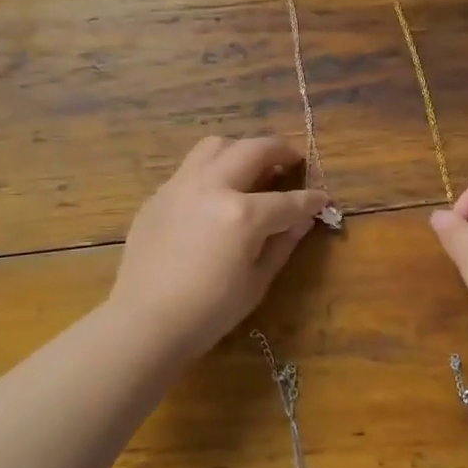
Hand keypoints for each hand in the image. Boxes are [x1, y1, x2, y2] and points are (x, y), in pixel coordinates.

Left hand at [107, 136, 329, 359]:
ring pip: (214, 146)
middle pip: (253, 150)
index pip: (288, 200)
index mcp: (242, 214)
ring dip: (240, 149)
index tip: (322, 198)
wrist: (145, 322)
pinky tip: (214, 195)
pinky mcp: (158, 196)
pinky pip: (189, 170)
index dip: (311, 200)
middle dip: (279, 151)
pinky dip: (210, 171)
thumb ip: (282, 244)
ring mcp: (180, 187)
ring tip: (250, 166)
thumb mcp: (256, 282)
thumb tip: (302, 220)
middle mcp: (212, 188)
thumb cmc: (209, 312)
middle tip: (292, 160)